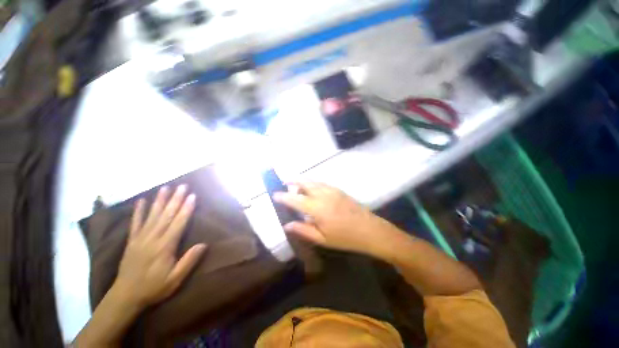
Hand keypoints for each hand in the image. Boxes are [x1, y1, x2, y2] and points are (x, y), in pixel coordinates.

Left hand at [113, 185, 205, 308]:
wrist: (125, 296)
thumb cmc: (153, 288)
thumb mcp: (175, 279)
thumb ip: (189, 261)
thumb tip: (203, 244)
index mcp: (165, 247)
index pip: (178, 223)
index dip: (186, 209)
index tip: (193, 196)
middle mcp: (153, 238)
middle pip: (166, 215)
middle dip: (175, 199)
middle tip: (183, 186)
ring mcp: (140, 238)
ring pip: (152, 215)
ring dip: (160, 200)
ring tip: (166, 188)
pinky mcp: (131, 241)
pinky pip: (135, 223)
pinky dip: (139, 211)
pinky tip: (142, 200)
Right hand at [273, 182, 391, 256]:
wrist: (369, 230)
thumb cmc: (345, 238)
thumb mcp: (322, 239)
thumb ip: (303, 230)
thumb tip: (287, 224)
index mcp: (317, 208)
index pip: (295, 199)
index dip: (283, 196)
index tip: (275, 195)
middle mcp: (323, 195)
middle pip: (305, 183)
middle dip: (293, 181)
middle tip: (284, 182)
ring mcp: (332, 190)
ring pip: (313, 181)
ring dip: (303, 181)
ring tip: (296, 186)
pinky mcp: (339, 190)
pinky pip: (322, 183)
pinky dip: (313, 183)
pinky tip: (311, 188)